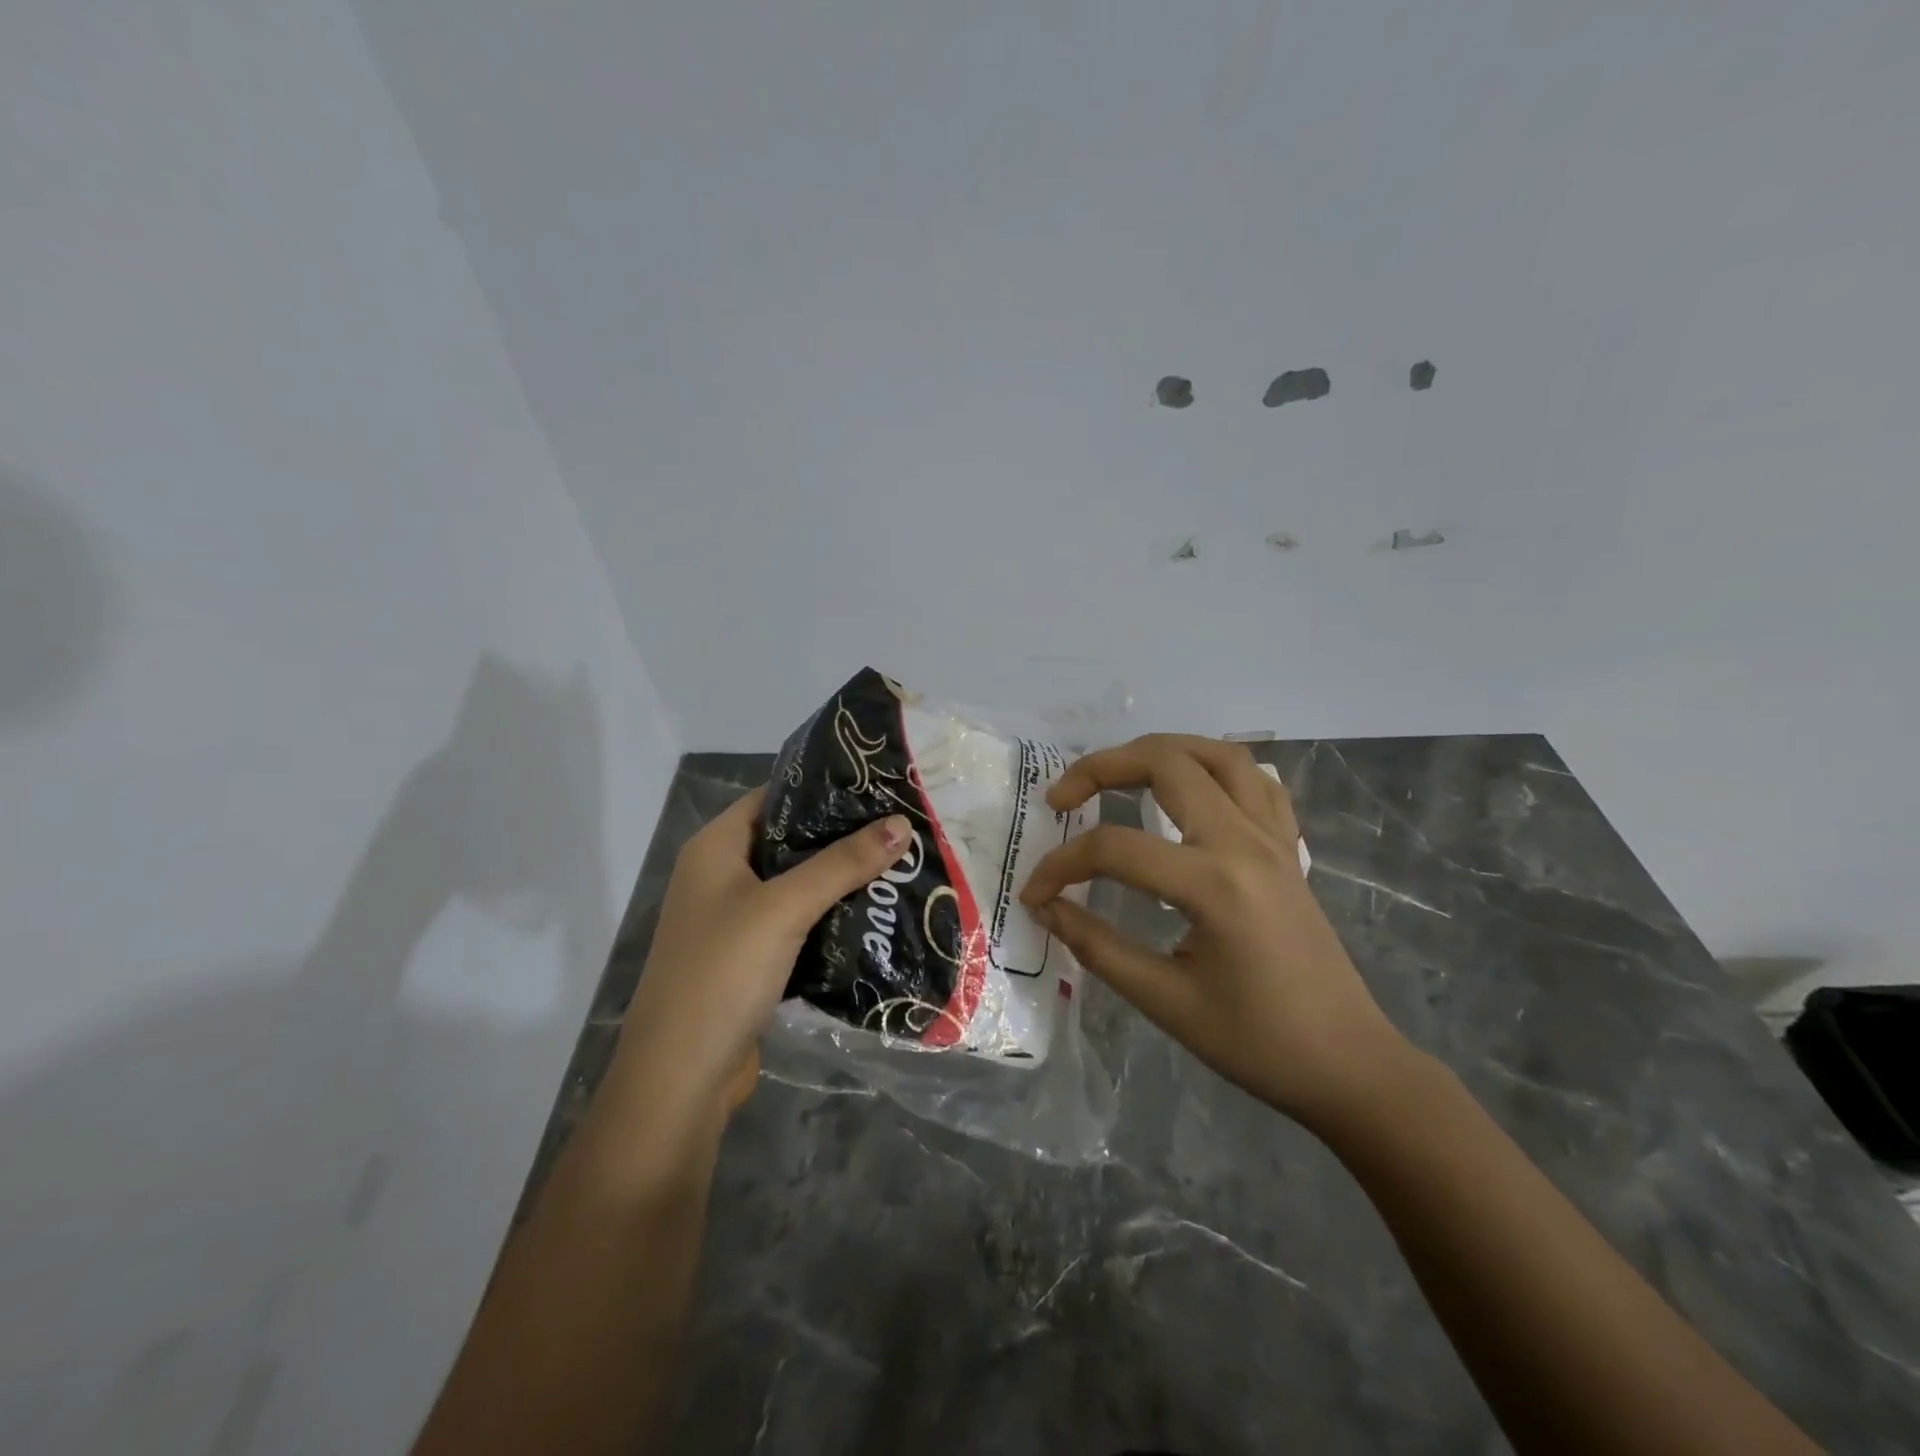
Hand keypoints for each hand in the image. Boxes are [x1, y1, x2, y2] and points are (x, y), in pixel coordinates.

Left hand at [614, 786, 910, 1128]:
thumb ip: (843, 863)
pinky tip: (874, 913)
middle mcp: (721, 876)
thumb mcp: (785, 907)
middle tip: (900, 825)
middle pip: (789, 841)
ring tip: (899, 863)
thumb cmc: (723, 972)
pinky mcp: (751, 957)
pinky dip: (830, 916)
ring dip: (840, 879)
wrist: (681, 1077)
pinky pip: (798, 922)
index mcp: (715, 847)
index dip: (823, 788)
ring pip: (797, 885)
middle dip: (842, 836)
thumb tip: (901, 822)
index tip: (878, 784)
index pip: (774, 796)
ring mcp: (734, 919)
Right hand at [1020, 735, 1409, 1127]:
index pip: (1115, 849)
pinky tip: (1189, 789)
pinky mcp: (1288, 847)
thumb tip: (1046, 908)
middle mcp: (1245, 842)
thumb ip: (1096, 946)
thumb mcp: (1165, 1001)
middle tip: (1063, 798)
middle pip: (1165, 764)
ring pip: (1216, 754)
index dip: (1061, 866)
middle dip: (1101, 768)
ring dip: (1159, 751)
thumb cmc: (1257, 1043)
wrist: (1347, 1064)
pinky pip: (1255, 780)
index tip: (1035, 895)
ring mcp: (1274, 838)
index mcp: (1214, 884)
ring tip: (1119, 772)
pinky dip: (1213, 768)